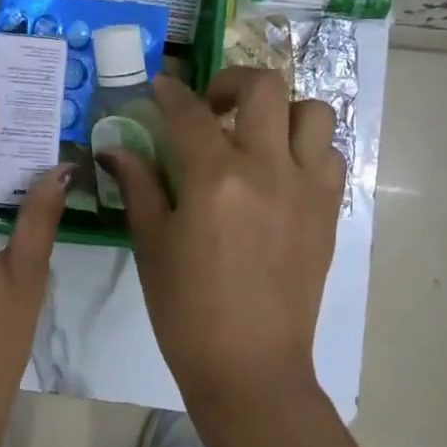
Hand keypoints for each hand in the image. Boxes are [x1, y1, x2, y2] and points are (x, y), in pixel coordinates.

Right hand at [101, 68, 342, 411]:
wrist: (250, 365)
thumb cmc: (187, 310)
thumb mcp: (152, 244)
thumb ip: (139, 186)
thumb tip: (116, 148)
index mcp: (215, 179)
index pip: (189, 112)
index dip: (169, 92)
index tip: (160, 87)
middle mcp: (267, 169)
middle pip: (262, 87)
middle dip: (230, 81)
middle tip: (211, 106)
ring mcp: (306, 188)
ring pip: (311, 112)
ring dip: (280, 111)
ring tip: (255, 135)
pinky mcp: (328, 210)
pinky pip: (329, 155)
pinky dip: (306, 148)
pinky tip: (280, 172)